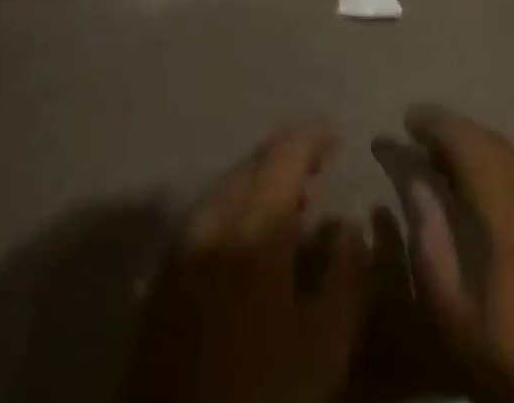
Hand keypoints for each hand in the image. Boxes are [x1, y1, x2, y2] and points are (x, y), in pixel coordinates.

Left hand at [123, 121, 369, 402]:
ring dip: (262, 185)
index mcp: (251, 224)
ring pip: (227, 189)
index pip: (284, 153)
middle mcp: (211, 219)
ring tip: (294, 205)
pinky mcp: (163, 275)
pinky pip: (207, 218)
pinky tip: (253, 240)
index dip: (312, 137)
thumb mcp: (324, 346)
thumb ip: (346, 274)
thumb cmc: (263, 394)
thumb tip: (350, 224)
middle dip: (288, 159)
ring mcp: (180, 245)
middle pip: (252, 165)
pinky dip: (237, 210)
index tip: (337, 136)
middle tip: (320, 171)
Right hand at [396, 106, 513, 402]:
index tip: (407, 120)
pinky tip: (492, 193)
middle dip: (456, 136)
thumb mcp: (455, 316)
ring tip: (451, 167)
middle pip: (495, 143)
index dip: (436, 123)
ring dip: (483, 153)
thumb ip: (429, 238)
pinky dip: (509, 173)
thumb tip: (413, 178)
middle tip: (421, 144)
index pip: (470, 142)